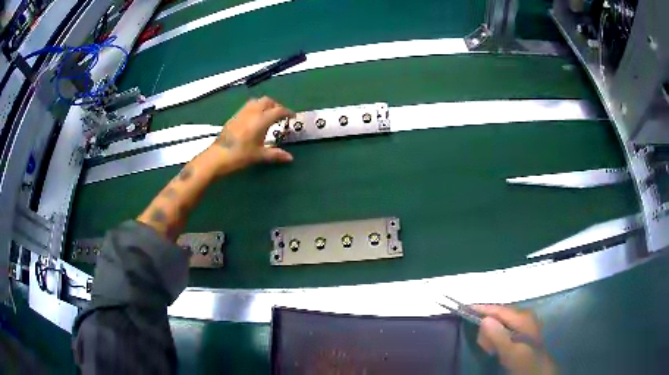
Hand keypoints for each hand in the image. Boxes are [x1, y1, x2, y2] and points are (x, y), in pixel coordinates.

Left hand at [206, 97, 293, 174]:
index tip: (292, 116)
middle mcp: (252, 112)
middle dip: (276, 105)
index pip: (278, 110)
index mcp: (261, 120)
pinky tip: (254, 119)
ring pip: (256, 101)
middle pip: (267, 101)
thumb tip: (290, 158)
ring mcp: (242, 113)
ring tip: (268, 115)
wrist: (218, 156)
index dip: (287, 112)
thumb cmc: (241, 155)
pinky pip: (248, 106)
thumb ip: (275, 154)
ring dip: (265, 105)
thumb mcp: (259, 155)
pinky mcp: (234, 116)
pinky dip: (255, 108)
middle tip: (280, 115)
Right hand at [474, 305, 555, 374]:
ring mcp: (524, 321)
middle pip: (498, 315)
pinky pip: (504, 328)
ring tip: (491, 350)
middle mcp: (523, 315)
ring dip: (492, 335)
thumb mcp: (510, 351)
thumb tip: (484, 319)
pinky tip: (497, 348)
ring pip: (500, 322)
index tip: (464, 308)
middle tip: (485, 347)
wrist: (537, 370)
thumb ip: (498, 336)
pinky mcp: (522, 329)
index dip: (482, 308)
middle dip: (488, 328)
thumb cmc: (524, 361)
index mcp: (522, 317)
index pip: (498, 309)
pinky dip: (497, 337)